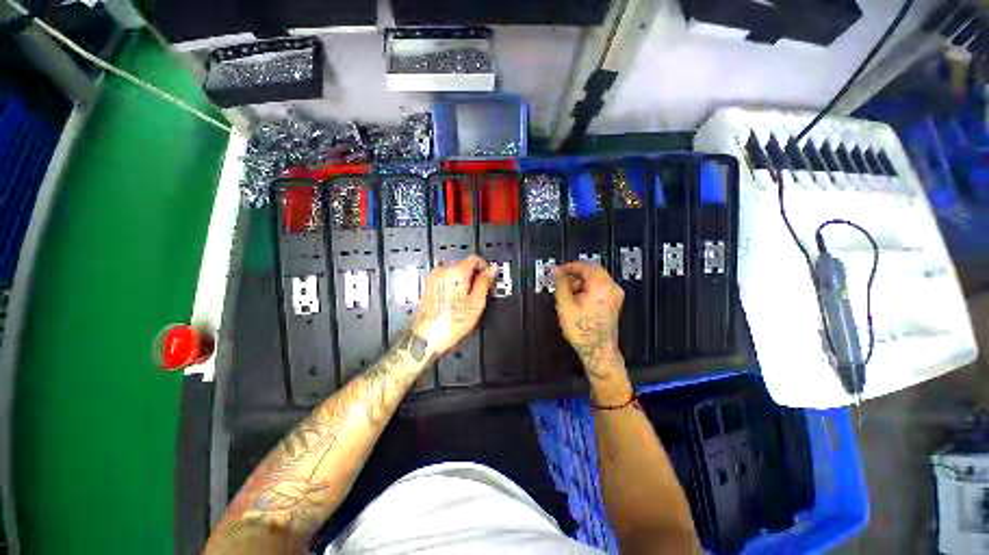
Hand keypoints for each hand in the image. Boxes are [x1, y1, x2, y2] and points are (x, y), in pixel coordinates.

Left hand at [411, 255, 495, 357]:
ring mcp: (433, 277)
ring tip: (466, 300)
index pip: (475, 258)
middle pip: (464, 264)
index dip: (485, 268)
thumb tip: (492, 269)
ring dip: (463, 281)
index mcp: (456, 272)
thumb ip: (485, 281)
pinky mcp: (428, 285)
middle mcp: (442, 271)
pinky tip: (455, 301)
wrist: (427, 336)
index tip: (488, 279)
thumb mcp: (476, 302)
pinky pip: (445, 279)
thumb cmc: (451, 322)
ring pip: (455, 272)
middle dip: (474, 275)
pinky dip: (453, 286)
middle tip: (479, 293)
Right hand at [554, 262, 625, 383]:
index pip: (584, 265)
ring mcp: (615, 295)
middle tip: (561, 280)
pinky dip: (588, 288)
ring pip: (596, 279)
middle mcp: (611, 288)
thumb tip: (556, 270)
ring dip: (581, 281)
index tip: (558, 270)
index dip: (569, 266)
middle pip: (592, 270)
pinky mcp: (613, 302)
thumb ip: (560, 283)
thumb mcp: (565, 304)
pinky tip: (577, 299)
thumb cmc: (583, 331)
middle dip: (575, 274)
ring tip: (567, 292)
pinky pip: (600, 287)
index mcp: (601, 285)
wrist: (597, 350)